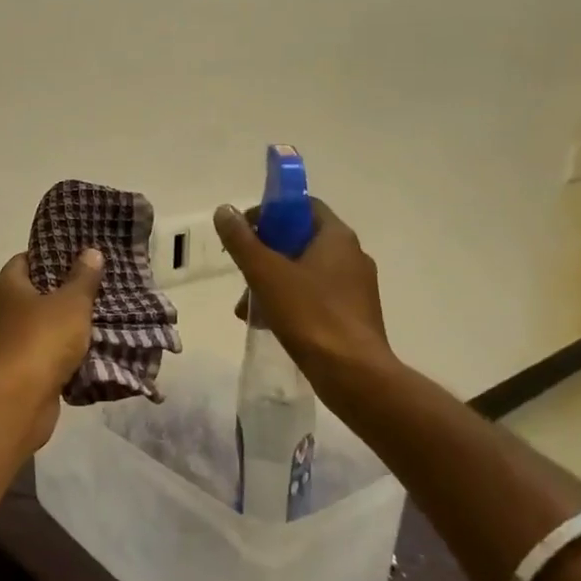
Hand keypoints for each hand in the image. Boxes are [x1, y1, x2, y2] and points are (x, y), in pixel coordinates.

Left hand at [0, 249, 103, 451]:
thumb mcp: (70, 303)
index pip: (29, 258)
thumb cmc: (40, 341)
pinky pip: (52, 354)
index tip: (85, 255)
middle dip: (71, 291)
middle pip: (41, 292)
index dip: (55, 254)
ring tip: (109, 314)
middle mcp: (5, 310)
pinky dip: (70, 353)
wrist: (15, 404)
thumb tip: (90, 251)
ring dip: (73, 324)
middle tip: (105, 284)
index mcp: (9, 285)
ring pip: (49, 326)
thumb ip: (83, 278)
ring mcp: (13, 342)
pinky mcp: (25, 371)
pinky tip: (98, 349)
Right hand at [214, 199, 392, 377]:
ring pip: (305, 272)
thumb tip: (225, 210)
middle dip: (265, 254)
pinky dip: (289, 302)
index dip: (272, 211)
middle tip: (241, 271)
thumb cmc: (310, 314)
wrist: (353, 374)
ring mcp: (356, 288)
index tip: (245, 230)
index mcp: (337, 238)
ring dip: (272, 282)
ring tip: (246, 308)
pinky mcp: (353, 315)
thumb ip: (242, 240)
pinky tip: (267, 323)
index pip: (304, 206)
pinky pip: (315, 297)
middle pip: (300, 240)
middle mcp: (352, 256)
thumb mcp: (266, 273)